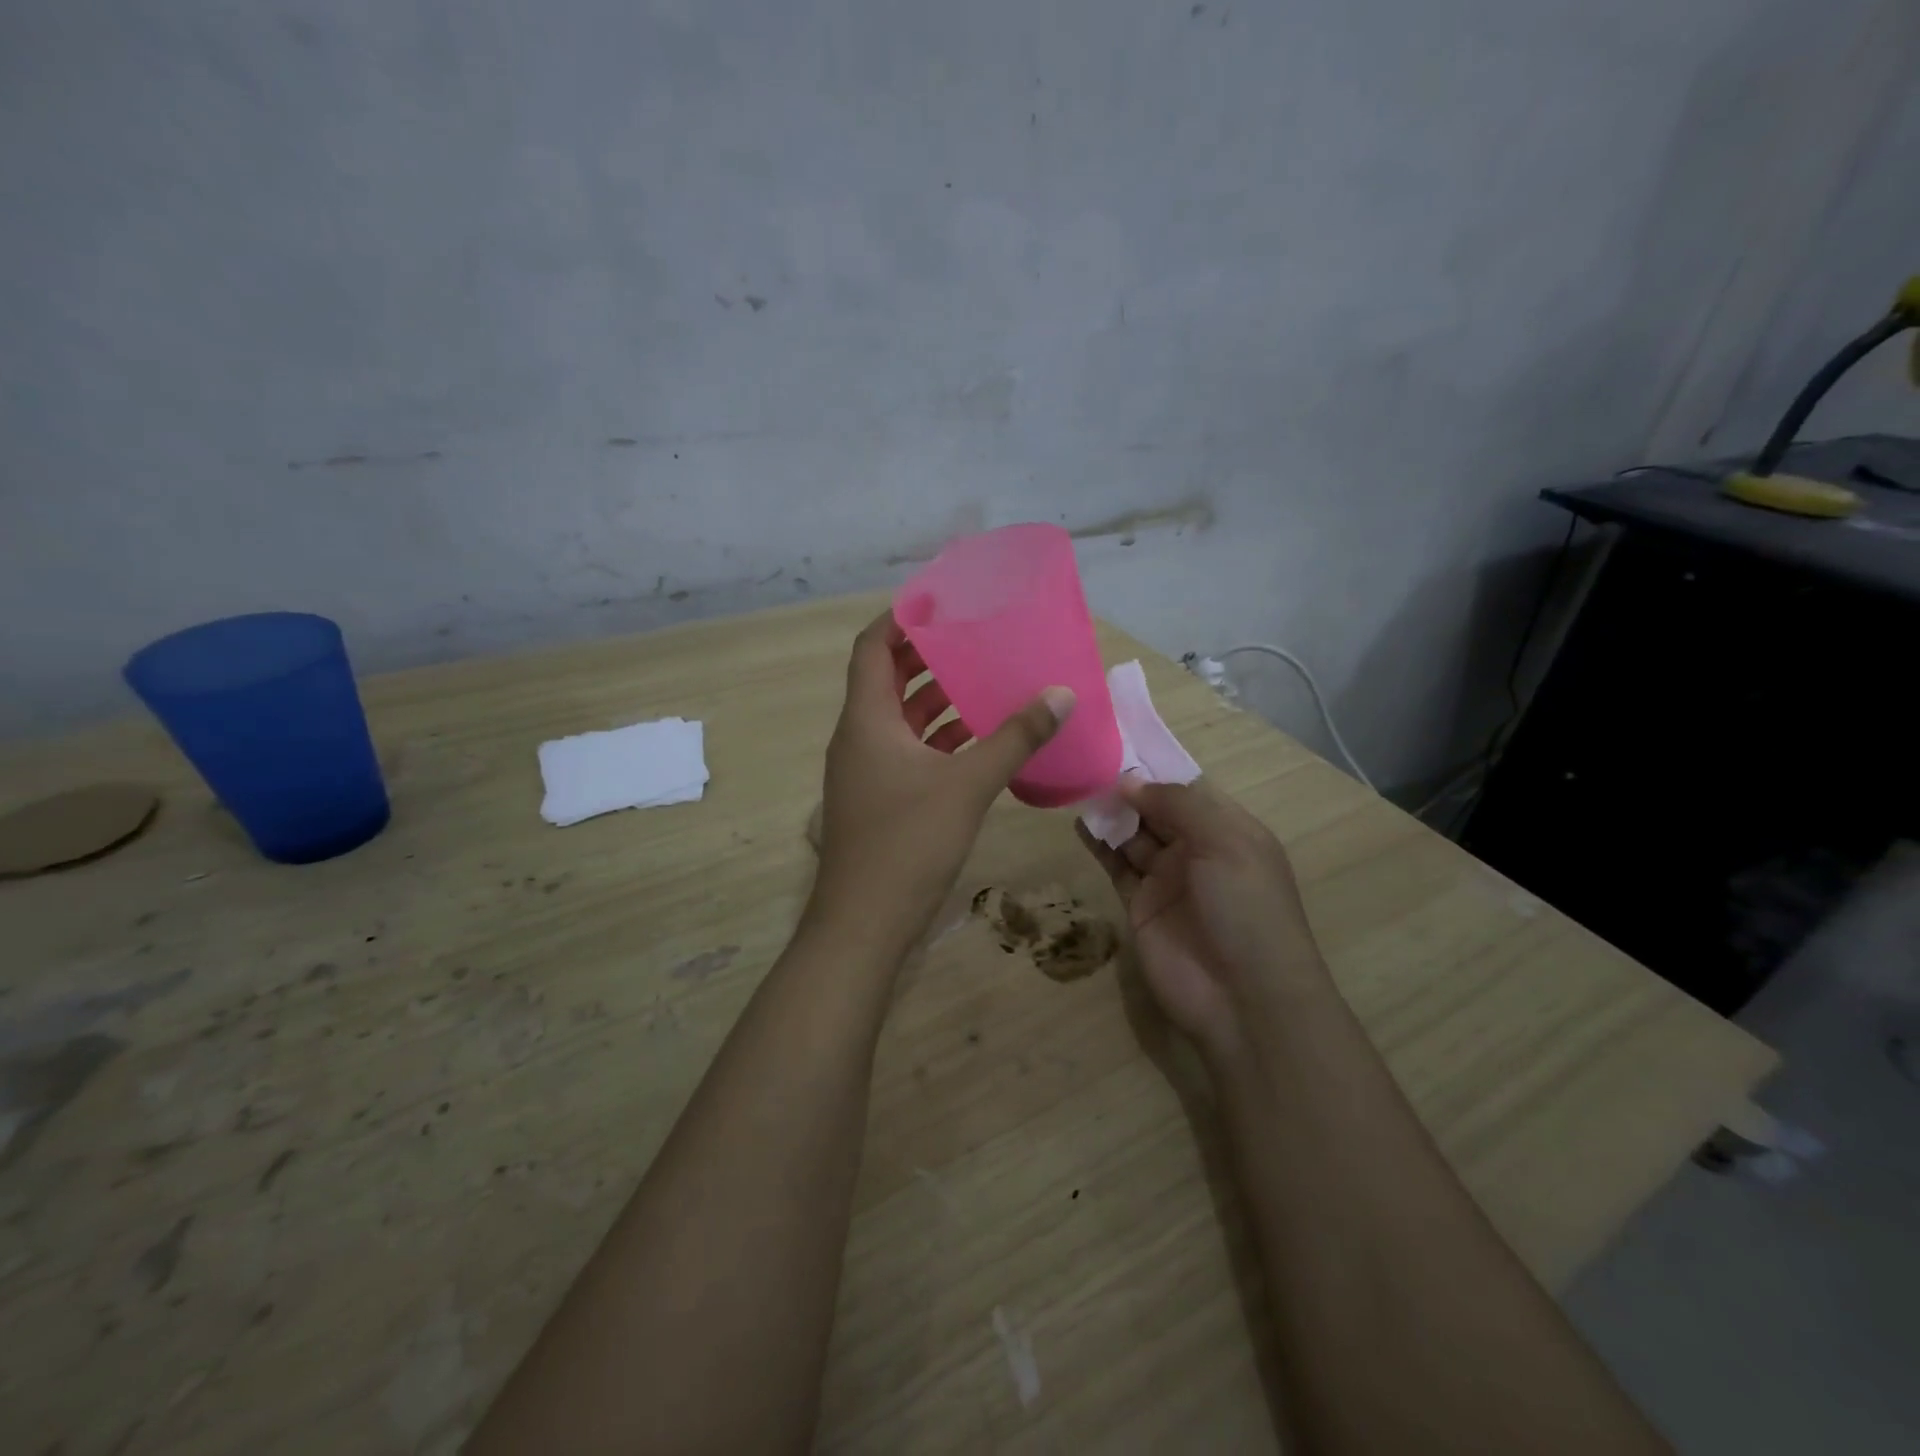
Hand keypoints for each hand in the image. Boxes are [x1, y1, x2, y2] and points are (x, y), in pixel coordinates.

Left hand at [809, 611, 1074, 958]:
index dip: (901, 619)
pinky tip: (981, 741)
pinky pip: (910, 752)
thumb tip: (1060, 694)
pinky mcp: (881, 799)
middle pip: (888, 679)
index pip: (872, 647)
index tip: (941, 602)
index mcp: (866, 719)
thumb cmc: (907, 842)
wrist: (864, 924)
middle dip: (928, 657)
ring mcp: (867, 771)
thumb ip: (1015, 738)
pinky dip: (940, 740)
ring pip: (902, 719)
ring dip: (938, 701)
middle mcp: (860, 737)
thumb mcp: (967, 784)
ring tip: (986, 682)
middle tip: (975, 639)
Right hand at [1078, 778, 1326, 1059]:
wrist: (1243, 998)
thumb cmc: (1246, 908)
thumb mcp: (1225, 843)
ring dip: (1111, 813)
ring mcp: (1167, 879)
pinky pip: (1116, 866)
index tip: (1119, 742)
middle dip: (1129, 789)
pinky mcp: (1139, 905)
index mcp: (1228, 830)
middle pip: (1157, 810)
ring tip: (1077, 786)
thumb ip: (1178, 805)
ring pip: (1134, 835)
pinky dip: (1099, 844)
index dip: (1157, 769)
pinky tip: (1080, 823)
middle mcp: (1197, 850)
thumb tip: (1130, 781)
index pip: (1189, 789)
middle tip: (1088, 761)